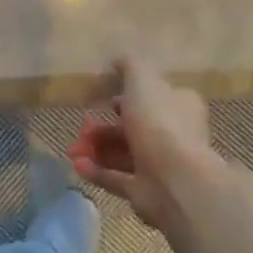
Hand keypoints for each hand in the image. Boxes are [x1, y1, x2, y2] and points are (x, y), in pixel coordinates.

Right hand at [67, 56, 218, 230]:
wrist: (175, 179)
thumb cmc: (159, 122)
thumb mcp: (142, 79)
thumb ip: (128, 65)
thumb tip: (116, 61)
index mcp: (179, 105)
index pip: (154, 95)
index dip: (127, 93)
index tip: (102, 95)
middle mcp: (173, 134)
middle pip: (134, 125)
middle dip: (104, 125)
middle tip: (82, 125)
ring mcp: (160, 165)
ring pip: (122, 152)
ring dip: (96, 148)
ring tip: (73, 147)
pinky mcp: (145, 191)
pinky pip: (116, 178)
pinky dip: (95, 171)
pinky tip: (77, 164)